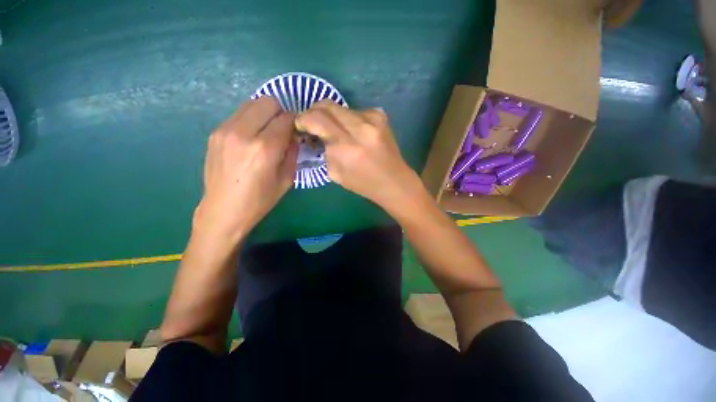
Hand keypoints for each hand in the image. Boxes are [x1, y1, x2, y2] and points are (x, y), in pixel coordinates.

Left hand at [193, 97, 297, 246]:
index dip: (295, 122)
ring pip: (251, 103)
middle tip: (282, 130)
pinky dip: (251, 120)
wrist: (223, 209)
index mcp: (264, 148)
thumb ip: (292, 152)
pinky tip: (251, 138)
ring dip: (265, 114)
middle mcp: (243, 132)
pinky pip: (239, 114)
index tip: (297, 131)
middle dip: (280, 113)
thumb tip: (293, 135)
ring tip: (267, 132)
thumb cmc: (260, 199)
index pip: (285, 119)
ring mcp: (225, 129)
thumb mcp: (287, 179)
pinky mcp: (215, 132)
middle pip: (268, 102)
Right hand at [295, 100, 420, 208]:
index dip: (303, 118)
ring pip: (341, 107)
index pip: (317, 119)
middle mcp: (359, 128)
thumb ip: (324, 150)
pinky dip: (349, 119)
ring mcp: (372, 119)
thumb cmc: (363, 183)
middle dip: (315, 111)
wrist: (393, 180)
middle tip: (313, 123)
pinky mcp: (380, 116)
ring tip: (334, 129)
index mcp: (346, 147)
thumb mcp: (335, 173)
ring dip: (332, 116)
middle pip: (327, 105)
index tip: (300, 125)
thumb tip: (317, 135)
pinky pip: (356, 110)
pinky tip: (353, 131)